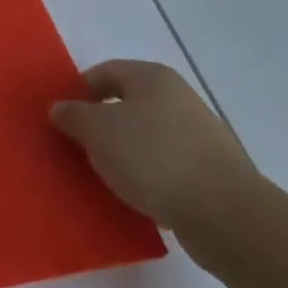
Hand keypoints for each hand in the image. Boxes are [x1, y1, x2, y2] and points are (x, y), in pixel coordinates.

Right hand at [49, 60, 258, 245]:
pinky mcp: (212, 173)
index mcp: (152, 77)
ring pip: (147, 138)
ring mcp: (200, 136)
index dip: (79, 91)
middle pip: (127, 105)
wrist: (226, 215)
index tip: (63, 118)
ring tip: (104, 177)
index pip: (105, 72)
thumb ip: (73, 115)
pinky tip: (136, 197)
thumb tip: (61, 109)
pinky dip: (148, 177)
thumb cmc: (153, 157)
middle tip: (79, 147)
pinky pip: (167, 167)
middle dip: (101, 125)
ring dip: (124, 154)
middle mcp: (179, 98)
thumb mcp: (97, 131)